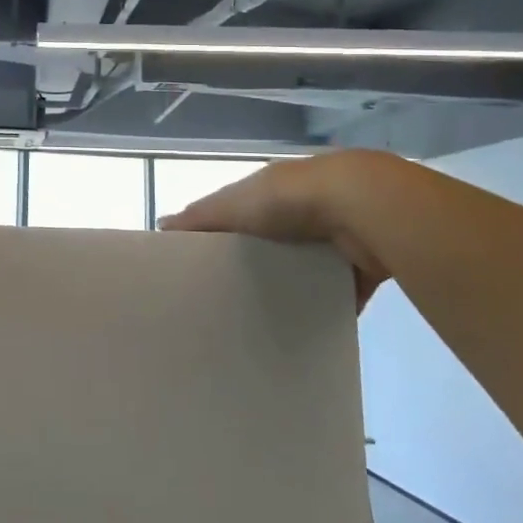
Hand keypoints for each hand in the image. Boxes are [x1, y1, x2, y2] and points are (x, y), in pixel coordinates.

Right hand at [159, 150, 399, 305]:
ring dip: (295, 288)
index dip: (222, 237)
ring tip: (267, 322)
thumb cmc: (288, 200)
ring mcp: (333, 240)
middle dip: (257, 268)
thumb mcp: (234, 204)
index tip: (202, 268)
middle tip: (231, 303)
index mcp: (270, 193)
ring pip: (307, 270)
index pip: (240, 216)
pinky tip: (311, 329)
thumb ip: (200, 217)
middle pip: (273, 245)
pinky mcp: (360, 267)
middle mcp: (302, 213)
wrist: (362, 207)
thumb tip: (160, 226)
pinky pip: (343, 293)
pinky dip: (331, 308)